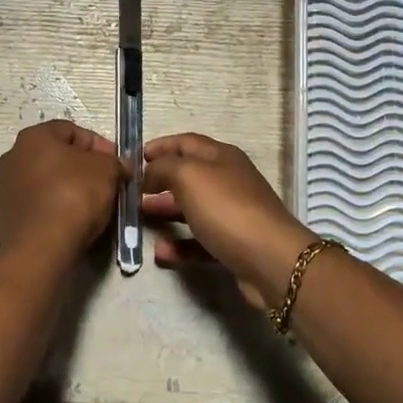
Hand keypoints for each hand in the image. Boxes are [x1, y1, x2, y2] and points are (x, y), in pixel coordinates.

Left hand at [0, 120, 124, 259]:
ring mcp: (3, 189)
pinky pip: (36, 205)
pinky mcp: (3, 217)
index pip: (72, 131)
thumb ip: (114, 162)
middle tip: (105, 184)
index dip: (99, 146)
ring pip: (44, 182)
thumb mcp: (107, 170)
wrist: (41, 247)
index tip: (116, 165)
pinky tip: (70, 222)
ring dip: (65, 189)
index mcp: (33, 137)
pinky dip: (53, 209)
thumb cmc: (74, 196)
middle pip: (55, 156)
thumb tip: (118, 166)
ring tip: (89, 207)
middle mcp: (11, 157)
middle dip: (81, 168)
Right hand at [141, 133, 315, 309]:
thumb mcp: (189, 175)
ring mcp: (232, 214)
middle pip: (189, 176)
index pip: (186, 142)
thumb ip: (163, 168)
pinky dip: (180, 245)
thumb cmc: (227, 208)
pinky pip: (200, 241)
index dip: (161, 146)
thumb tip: (150, 172)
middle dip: (159, 180)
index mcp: (221, 157)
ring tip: (140, 217)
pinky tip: (161, 252)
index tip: (136, 157)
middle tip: (133, 191)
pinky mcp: (233, 245)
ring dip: (166, 211)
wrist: (269, 259)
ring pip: (192, 208)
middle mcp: (228, 181)